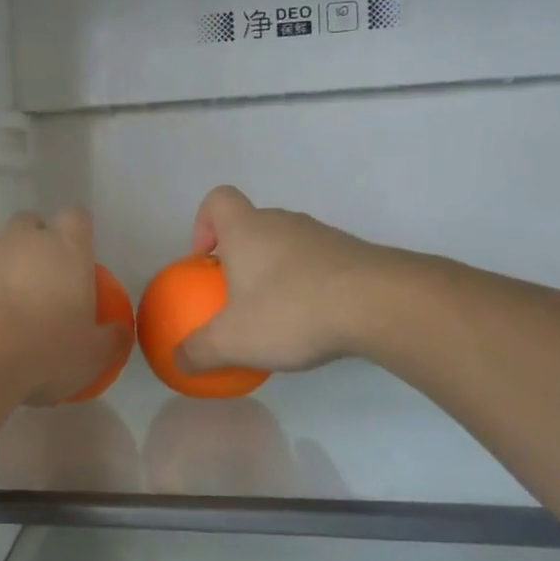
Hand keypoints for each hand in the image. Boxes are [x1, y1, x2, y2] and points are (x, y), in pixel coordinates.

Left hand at [0, 208, 130, 405]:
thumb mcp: (90, 356)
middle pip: (31, 223)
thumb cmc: (44, 349)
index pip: (76, 217)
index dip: (77, 231)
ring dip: (2, 270)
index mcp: (66, 250)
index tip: (77, 254)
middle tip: (41, 280)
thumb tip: (120, 332)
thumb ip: (109, 340)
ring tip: (3, 312)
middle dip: (35, 242)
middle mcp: (24, 241)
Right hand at [175, 186, 408, 373]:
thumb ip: (199, 351)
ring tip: (279, 316)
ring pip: (287, 245)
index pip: (218, 200)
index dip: (204, 223)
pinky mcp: (353, 254)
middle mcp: (282, 222)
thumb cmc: (291, 310)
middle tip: (238, 298)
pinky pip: (318, 264)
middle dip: (240, 257)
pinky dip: (310, 286)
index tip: (207, 260)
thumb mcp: (233, 341)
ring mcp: (322, 235)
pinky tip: (315, 322)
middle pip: (252, 225)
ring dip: (277, 273)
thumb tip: (179, 360)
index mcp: (246, 229)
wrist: (381, 304)